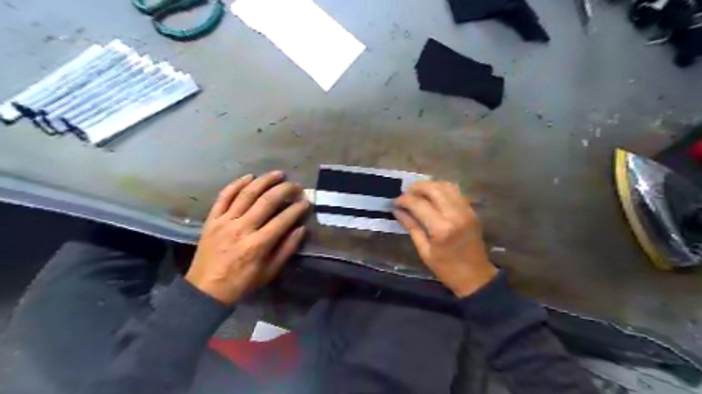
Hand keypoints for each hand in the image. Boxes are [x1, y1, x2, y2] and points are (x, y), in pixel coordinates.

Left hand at [185, 171, 307, 304]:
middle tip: (296, 185)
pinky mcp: (212, 219)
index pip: (282, 220)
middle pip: (266, 201)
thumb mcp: (269, 272)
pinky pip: (224, 196)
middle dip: (285, 190)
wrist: (205, 290)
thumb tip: (301, 229)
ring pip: (246, 193)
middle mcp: (241, 228)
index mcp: (257, 245)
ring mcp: (224, 221)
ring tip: (278, 174)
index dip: (297, 208)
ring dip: (264, 181)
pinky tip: (249, 176)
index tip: (306, 201)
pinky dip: (236, 184)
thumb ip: (287, 249)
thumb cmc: (242, 282)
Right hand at [392, 181, 494, 295]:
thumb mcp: (424, 251)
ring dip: (430, 186)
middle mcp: (455, 215)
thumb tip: (398, 210)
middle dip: (416, 187)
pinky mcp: (472, 211)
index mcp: (441, 229)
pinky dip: (442, 190)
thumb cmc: (446, 268)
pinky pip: (456, 192)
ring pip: (446, 186)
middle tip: (406, 193)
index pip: (418, 204)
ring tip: (418, 193)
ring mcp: (466, 211)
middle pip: (434, 189)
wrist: (476, 276)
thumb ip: (411, 227)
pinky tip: (433, 197)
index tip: (394, 202)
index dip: (404, 200)